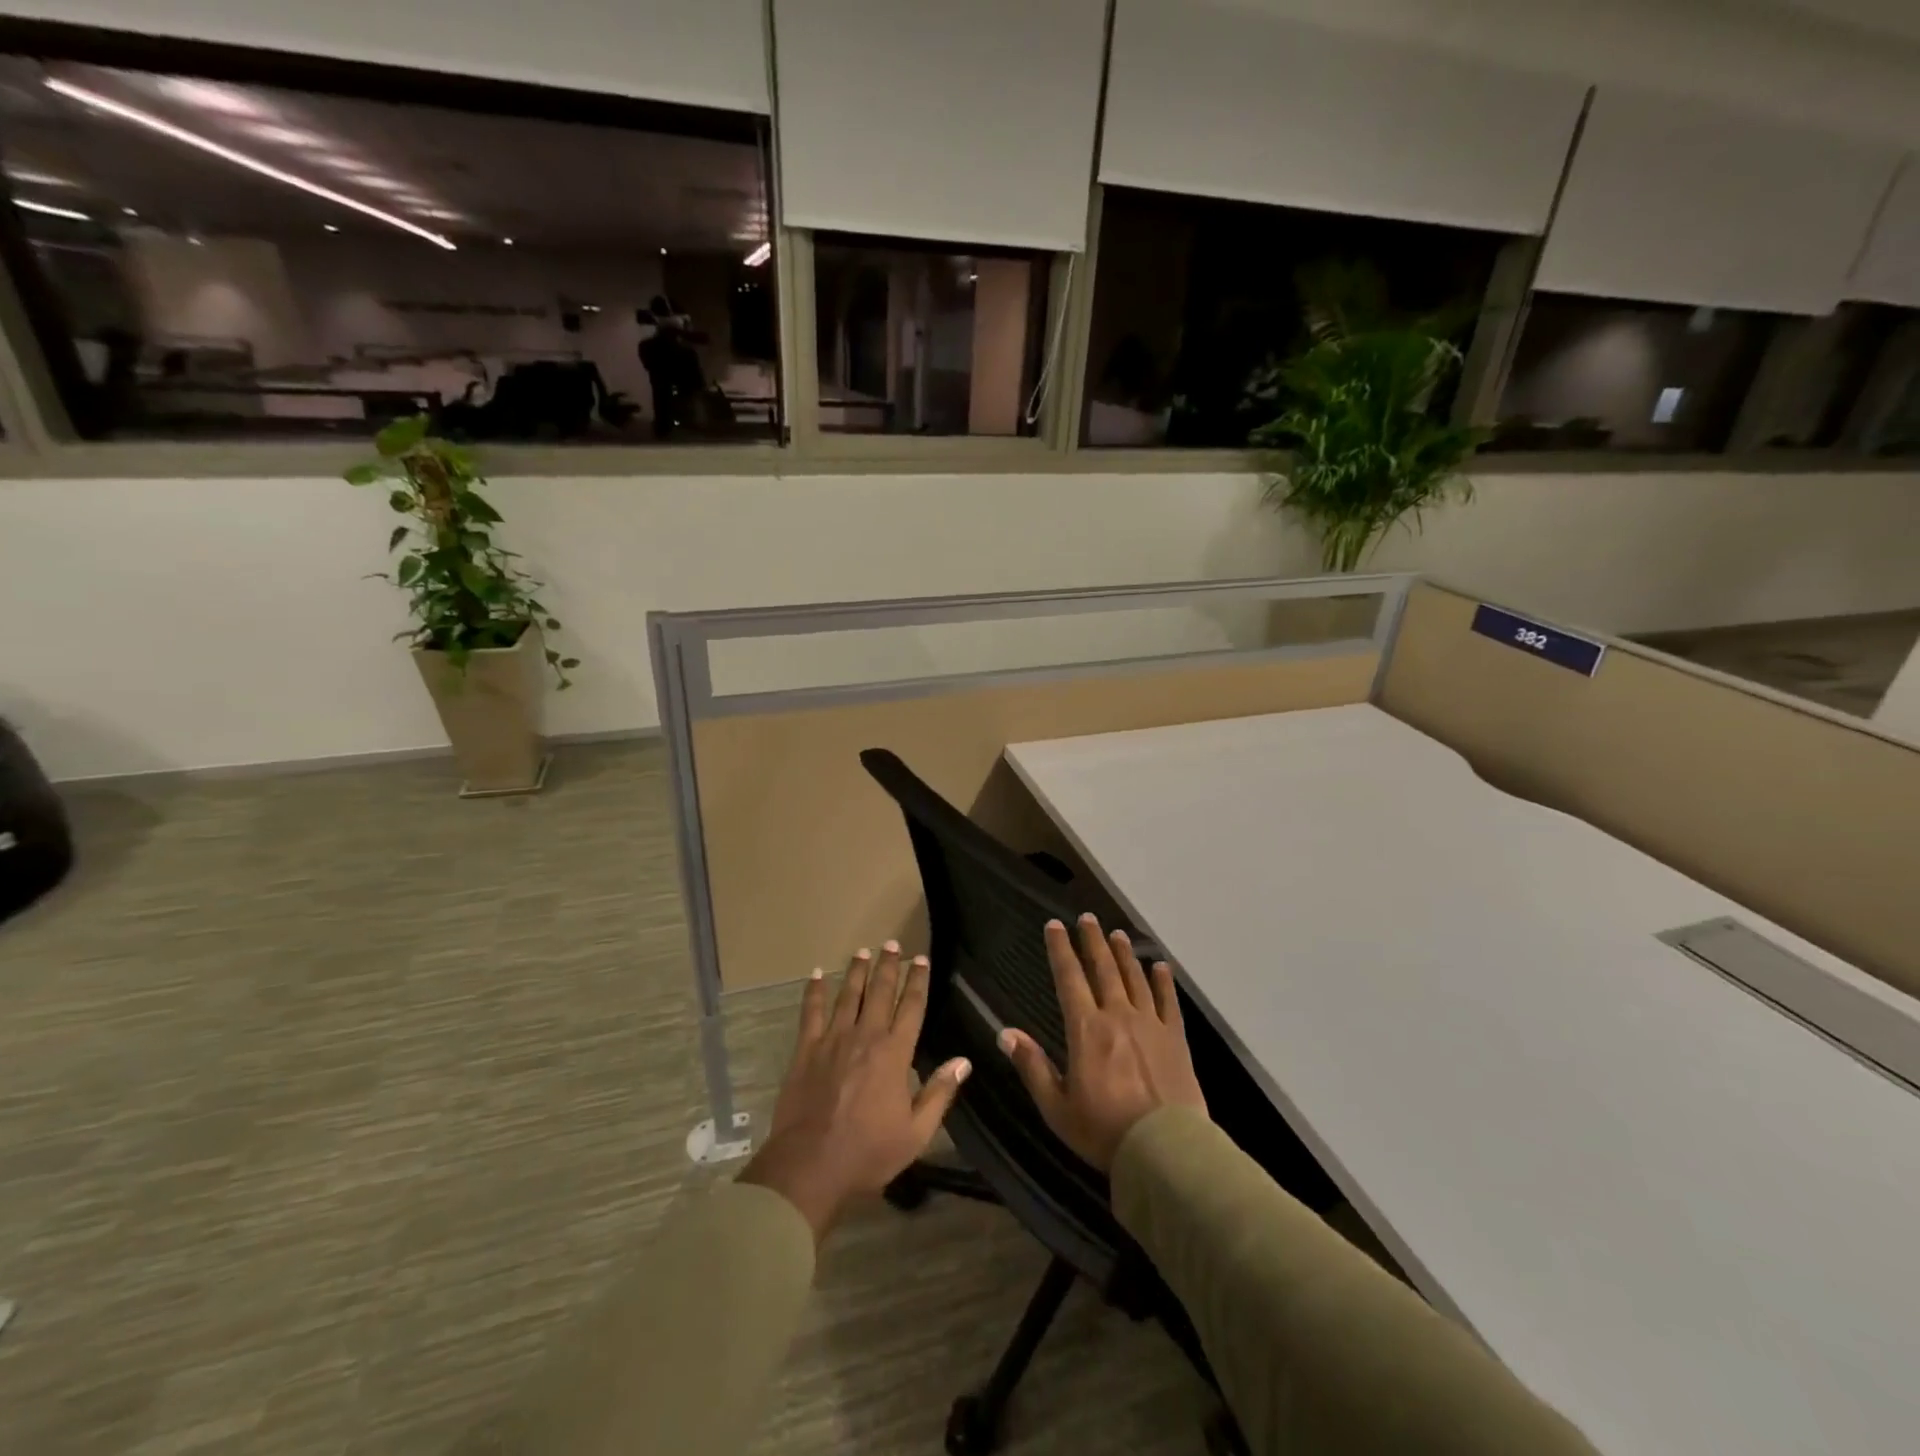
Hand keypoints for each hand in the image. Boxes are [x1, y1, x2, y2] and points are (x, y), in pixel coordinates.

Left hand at [738, 943, 970, 1242]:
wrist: (810, 1165)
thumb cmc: (868, 1152)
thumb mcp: (916, 1132)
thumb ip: (940, 1093)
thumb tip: (963, 1060)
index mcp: (894, 1054)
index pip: (911, 1007)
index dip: (918, 981)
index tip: (921, 960)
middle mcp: (866, 1037)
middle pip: (879, 992)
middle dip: (888, 966)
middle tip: (891, 943)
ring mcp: (833, 1040)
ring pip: (847, 995)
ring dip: (856, 971)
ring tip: (862, 951)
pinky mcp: (806, 1050)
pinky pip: (811, 1012)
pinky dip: (814, 992)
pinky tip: (816, 974)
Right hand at [1000, 915, 1206, 1170]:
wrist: (1164, 1150)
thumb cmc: (1103, 1130)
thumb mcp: (1056, 1106)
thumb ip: (1032, 1066)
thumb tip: (1005, 1033)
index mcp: (1086, 1029)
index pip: (1069, 978)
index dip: (1060, 949)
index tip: (1054, 925)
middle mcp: (1117, 1016)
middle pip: (1103, 969)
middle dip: (1092, 940)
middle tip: (1087, 917)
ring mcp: (1150, 1024)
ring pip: (1134, 979)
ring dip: (1124, 954)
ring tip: (1117, 934)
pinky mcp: (1176, 1039)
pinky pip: (1168, 1002)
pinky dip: (1163, 982)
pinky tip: (1160, 967)